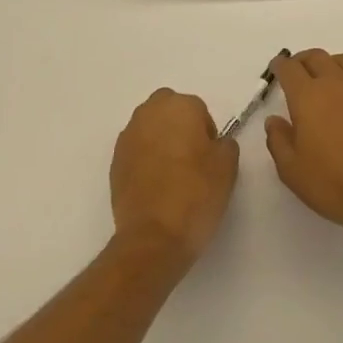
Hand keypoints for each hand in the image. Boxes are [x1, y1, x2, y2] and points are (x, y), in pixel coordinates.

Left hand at [110, 89, 238, 270]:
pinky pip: (136, 150)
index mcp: (179, 106)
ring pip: (150, 128)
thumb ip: (225, 144)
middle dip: (179, 127)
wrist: (153, 236)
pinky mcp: (114, 161)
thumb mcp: (227, 166)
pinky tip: (155, 186)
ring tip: (172, 175)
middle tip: (192, 159)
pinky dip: (145, 160)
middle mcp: (149, 112)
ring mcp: (128, 136)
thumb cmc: (196, 194)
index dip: (207, 133)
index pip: (198, 109)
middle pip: (169, 110)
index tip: (210, 158)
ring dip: (160, 141)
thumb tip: (215, 143)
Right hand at [264, 50, 342, 251]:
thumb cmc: (334, 184)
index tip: (277, 69)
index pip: (289, 68)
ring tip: (328, 80)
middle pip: (316, 57)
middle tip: (298, 73)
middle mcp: (336, 82)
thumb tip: (274, 120)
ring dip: (331, 65)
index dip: (280, 66)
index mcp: (308, 96)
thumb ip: (278, 140)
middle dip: (303, 61)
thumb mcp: (292, 171)